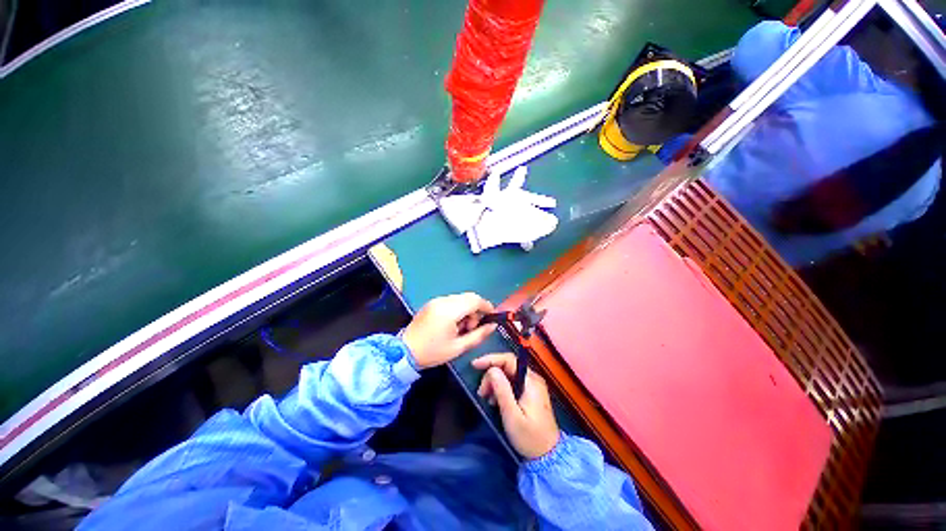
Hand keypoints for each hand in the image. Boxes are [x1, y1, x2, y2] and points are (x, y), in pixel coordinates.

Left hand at [402, 293, 496, 368]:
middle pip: (468, 297)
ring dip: (467, 310)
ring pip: (460, 298)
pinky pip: (451, 301)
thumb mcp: (458, 347)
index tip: (491, 317)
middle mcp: (443, 301)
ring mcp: (436, 300)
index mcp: (449, 311)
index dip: (486, 306)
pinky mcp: (432, 303)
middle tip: (472, 327)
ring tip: (461, 328)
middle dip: (476, 310)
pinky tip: (452, 324)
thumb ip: (478, 335)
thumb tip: (493, 326)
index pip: (474, 300)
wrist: (404, 351)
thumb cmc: (432, 352)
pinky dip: (458, 309)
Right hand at [473, 353, 559, 459]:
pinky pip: (512, 382)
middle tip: (482, 393)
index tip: (475, 365)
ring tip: (487, 399)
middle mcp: (532, 378)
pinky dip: (501, 388)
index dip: (491, 359)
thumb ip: (502, 391)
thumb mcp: (512, 416)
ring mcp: (532, 385)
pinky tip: (496, 401)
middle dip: (491, 376)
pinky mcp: (530, 392)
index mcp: (530, 381)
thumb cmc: (530, 437)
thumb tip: (491, 370)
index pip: (509, 359)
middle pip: (507, 366)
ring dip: (495, 383)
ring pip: (508, 374)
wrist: (548, 456)